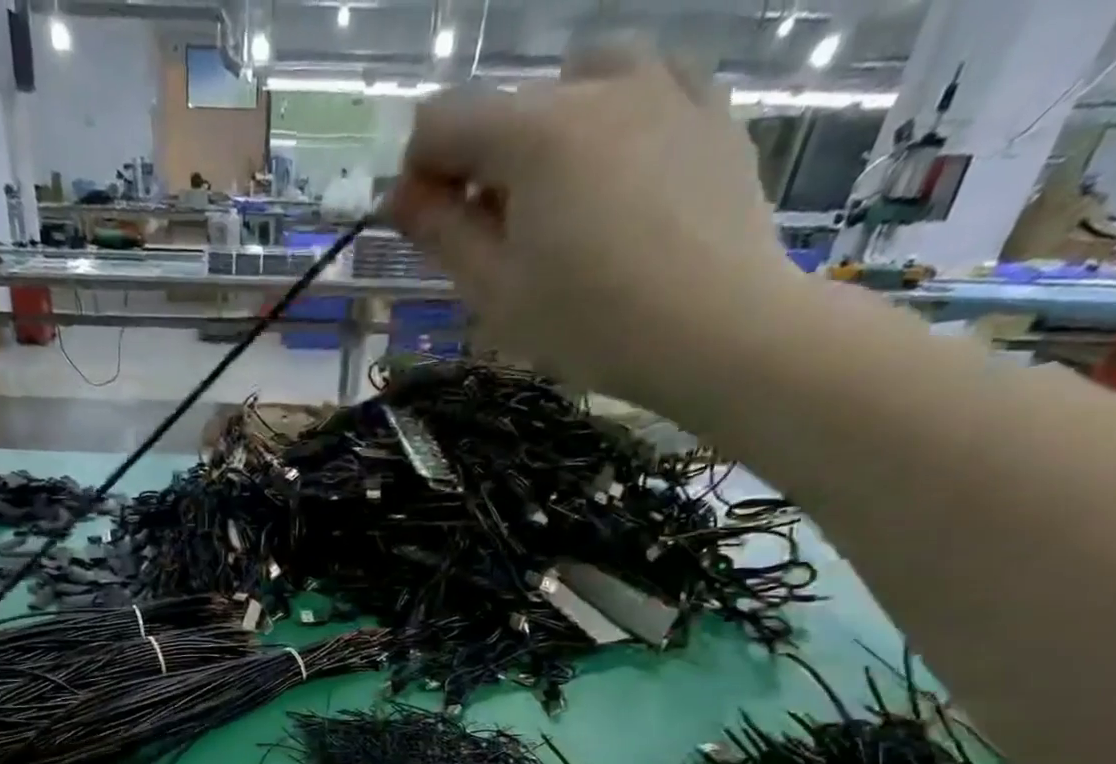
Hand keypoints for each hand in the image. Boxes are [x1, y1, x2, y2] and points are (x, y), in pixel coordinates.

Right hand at [387, 45, 802, 411]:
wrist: (717, 330)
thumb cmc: (590, 324)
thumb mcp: (497, 291)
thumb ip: (441, 233)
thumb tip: (398, 196)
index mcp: (534, 132)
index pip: (442, 122)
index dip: (419, 172)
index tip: (426, 226)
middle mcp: (596, 84)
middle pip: (508, 107)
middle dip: (484, 165)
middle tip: (497, 238)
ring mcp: (664, 86)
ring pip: (580, 81)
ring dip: (550, 130)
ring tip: (561, 197)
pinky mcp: (711, 109)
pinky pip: (648, 86)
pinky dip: (617, 119)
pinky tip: (622, 174)